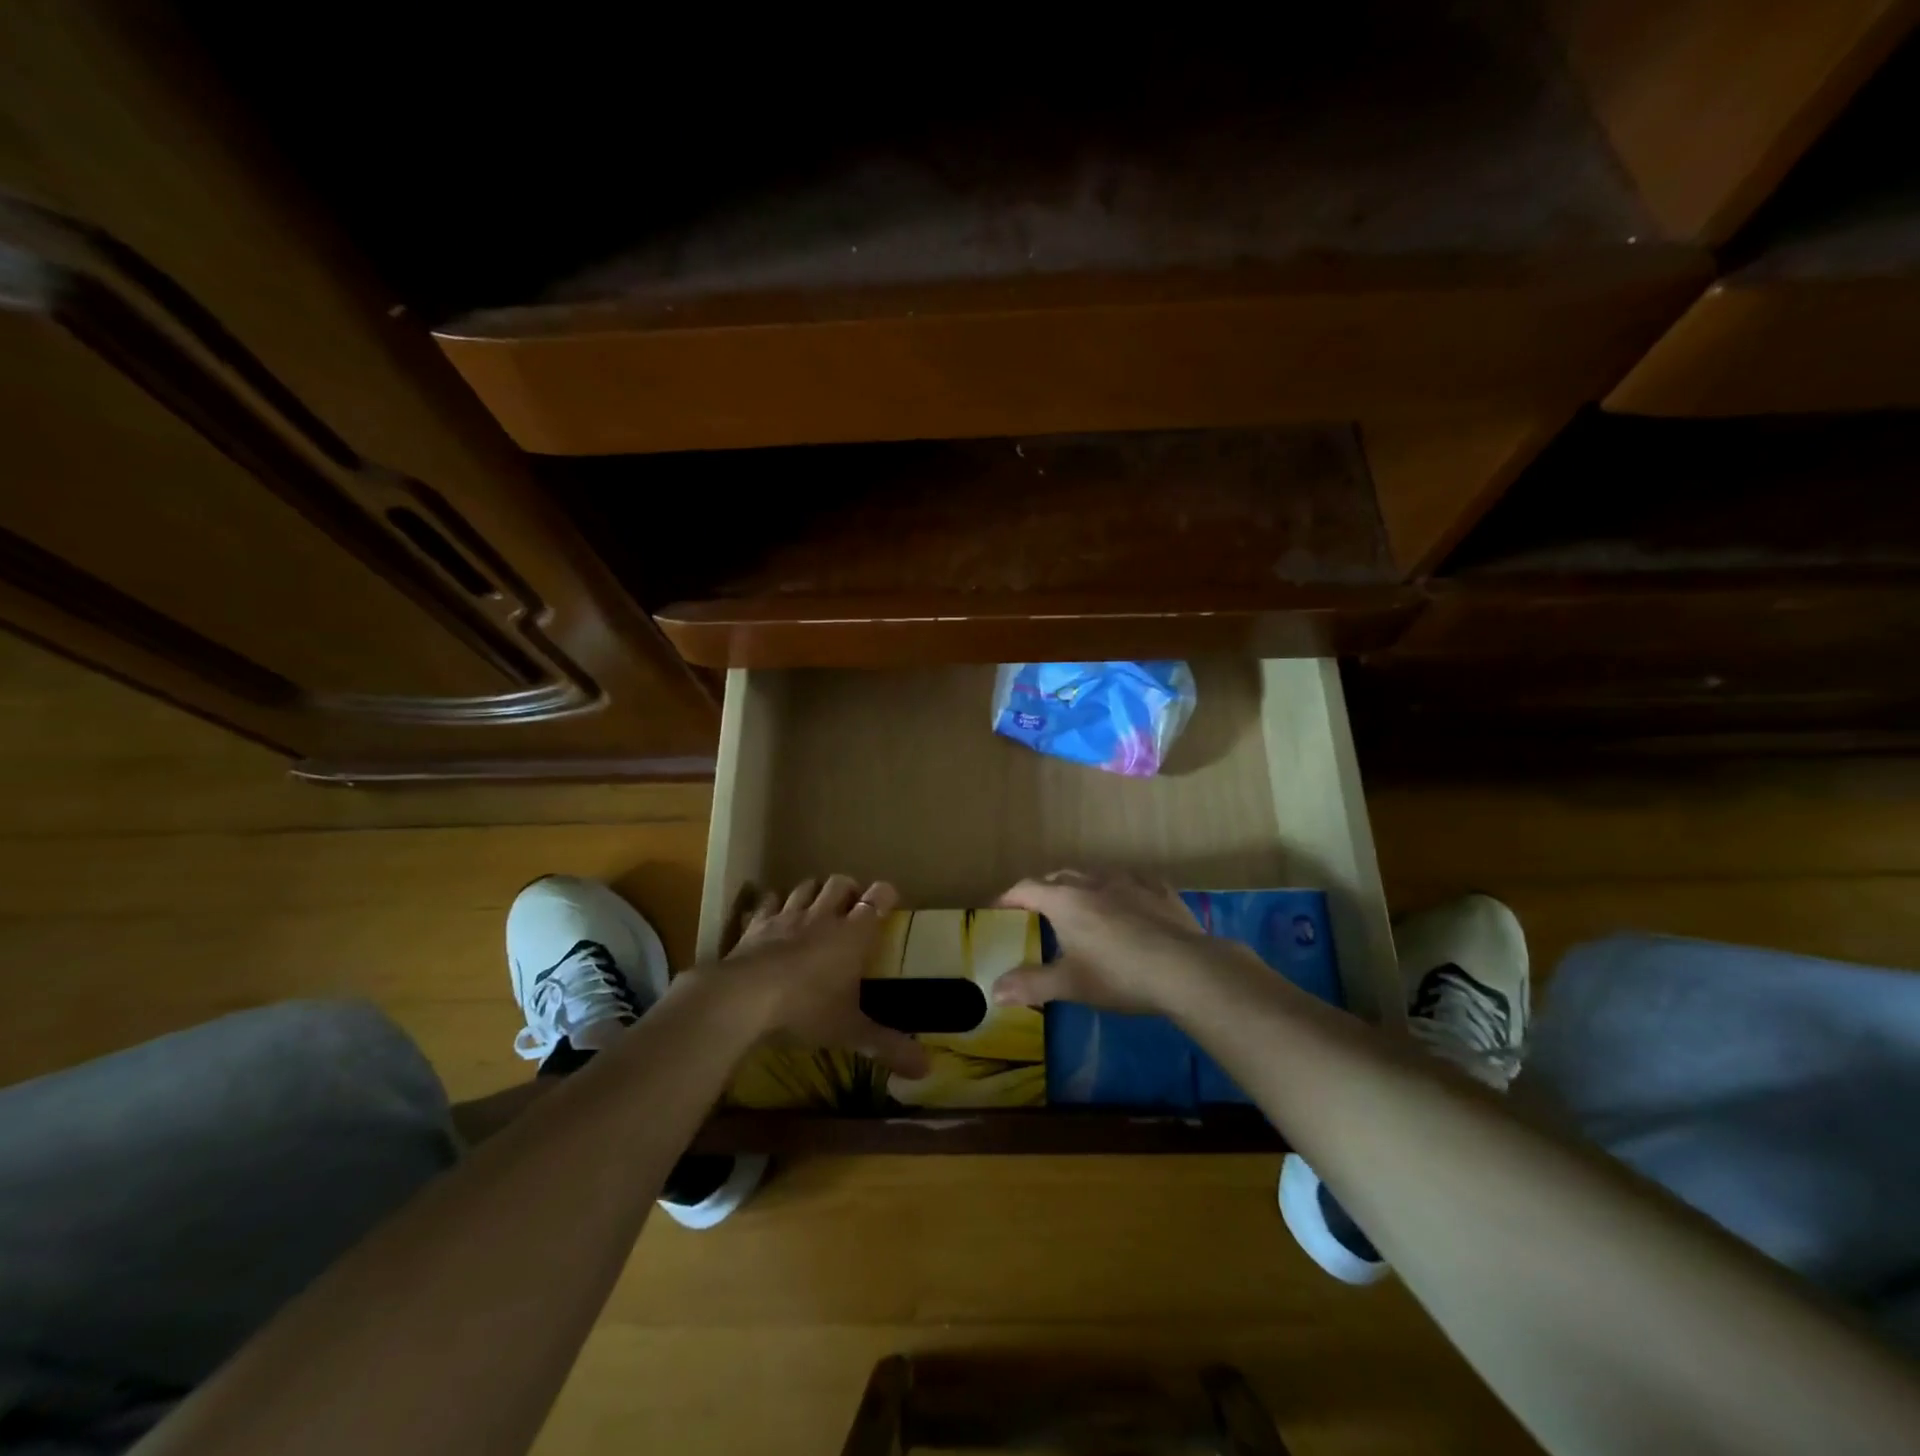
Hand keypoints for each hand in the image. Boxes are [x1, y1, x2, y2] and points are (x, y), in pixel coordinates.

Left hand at [710, 874, 930, 1078]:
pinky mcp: (756, 925)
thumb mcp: (851, 1032)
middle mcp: (822, 916)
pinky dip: (772, 905)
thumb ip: (888, 1046)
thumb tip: (927, 1069)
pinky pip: (766, 903)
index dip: (885, 895)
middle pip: (840, 884)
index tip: (888, 901)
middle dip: (848, 889)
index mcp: (853, 934)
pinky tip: (772, 914)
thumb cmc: (807, 1009)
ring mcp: (786, 917)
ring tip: (815, 906)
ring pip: (804, 887)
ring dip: (813, 891)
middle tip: (851, 906)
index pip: (878, 898)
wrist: (744, 999)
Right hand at [992, 869, 1254, 1015]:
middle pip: (1059, 876)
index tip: (999, 909)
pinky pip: (1132, 881)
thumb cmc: (1118, 975)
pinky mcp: (1159, 889)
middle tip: (1039, 910)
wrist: (1184, 968)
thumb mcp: (1070, 985)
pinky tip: (1129, 903)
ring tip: (1082, 905)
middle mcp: (1093, 881)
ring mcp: (1129, 881)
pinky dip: (1120, 890)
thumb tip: (994, 991)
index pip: (1027, 889)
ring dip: (1082, 886)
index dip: (1009, 897)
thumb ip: (1031, 985)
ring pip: (1096, 874)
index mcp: (1065, 901)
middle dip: (1045, 890)